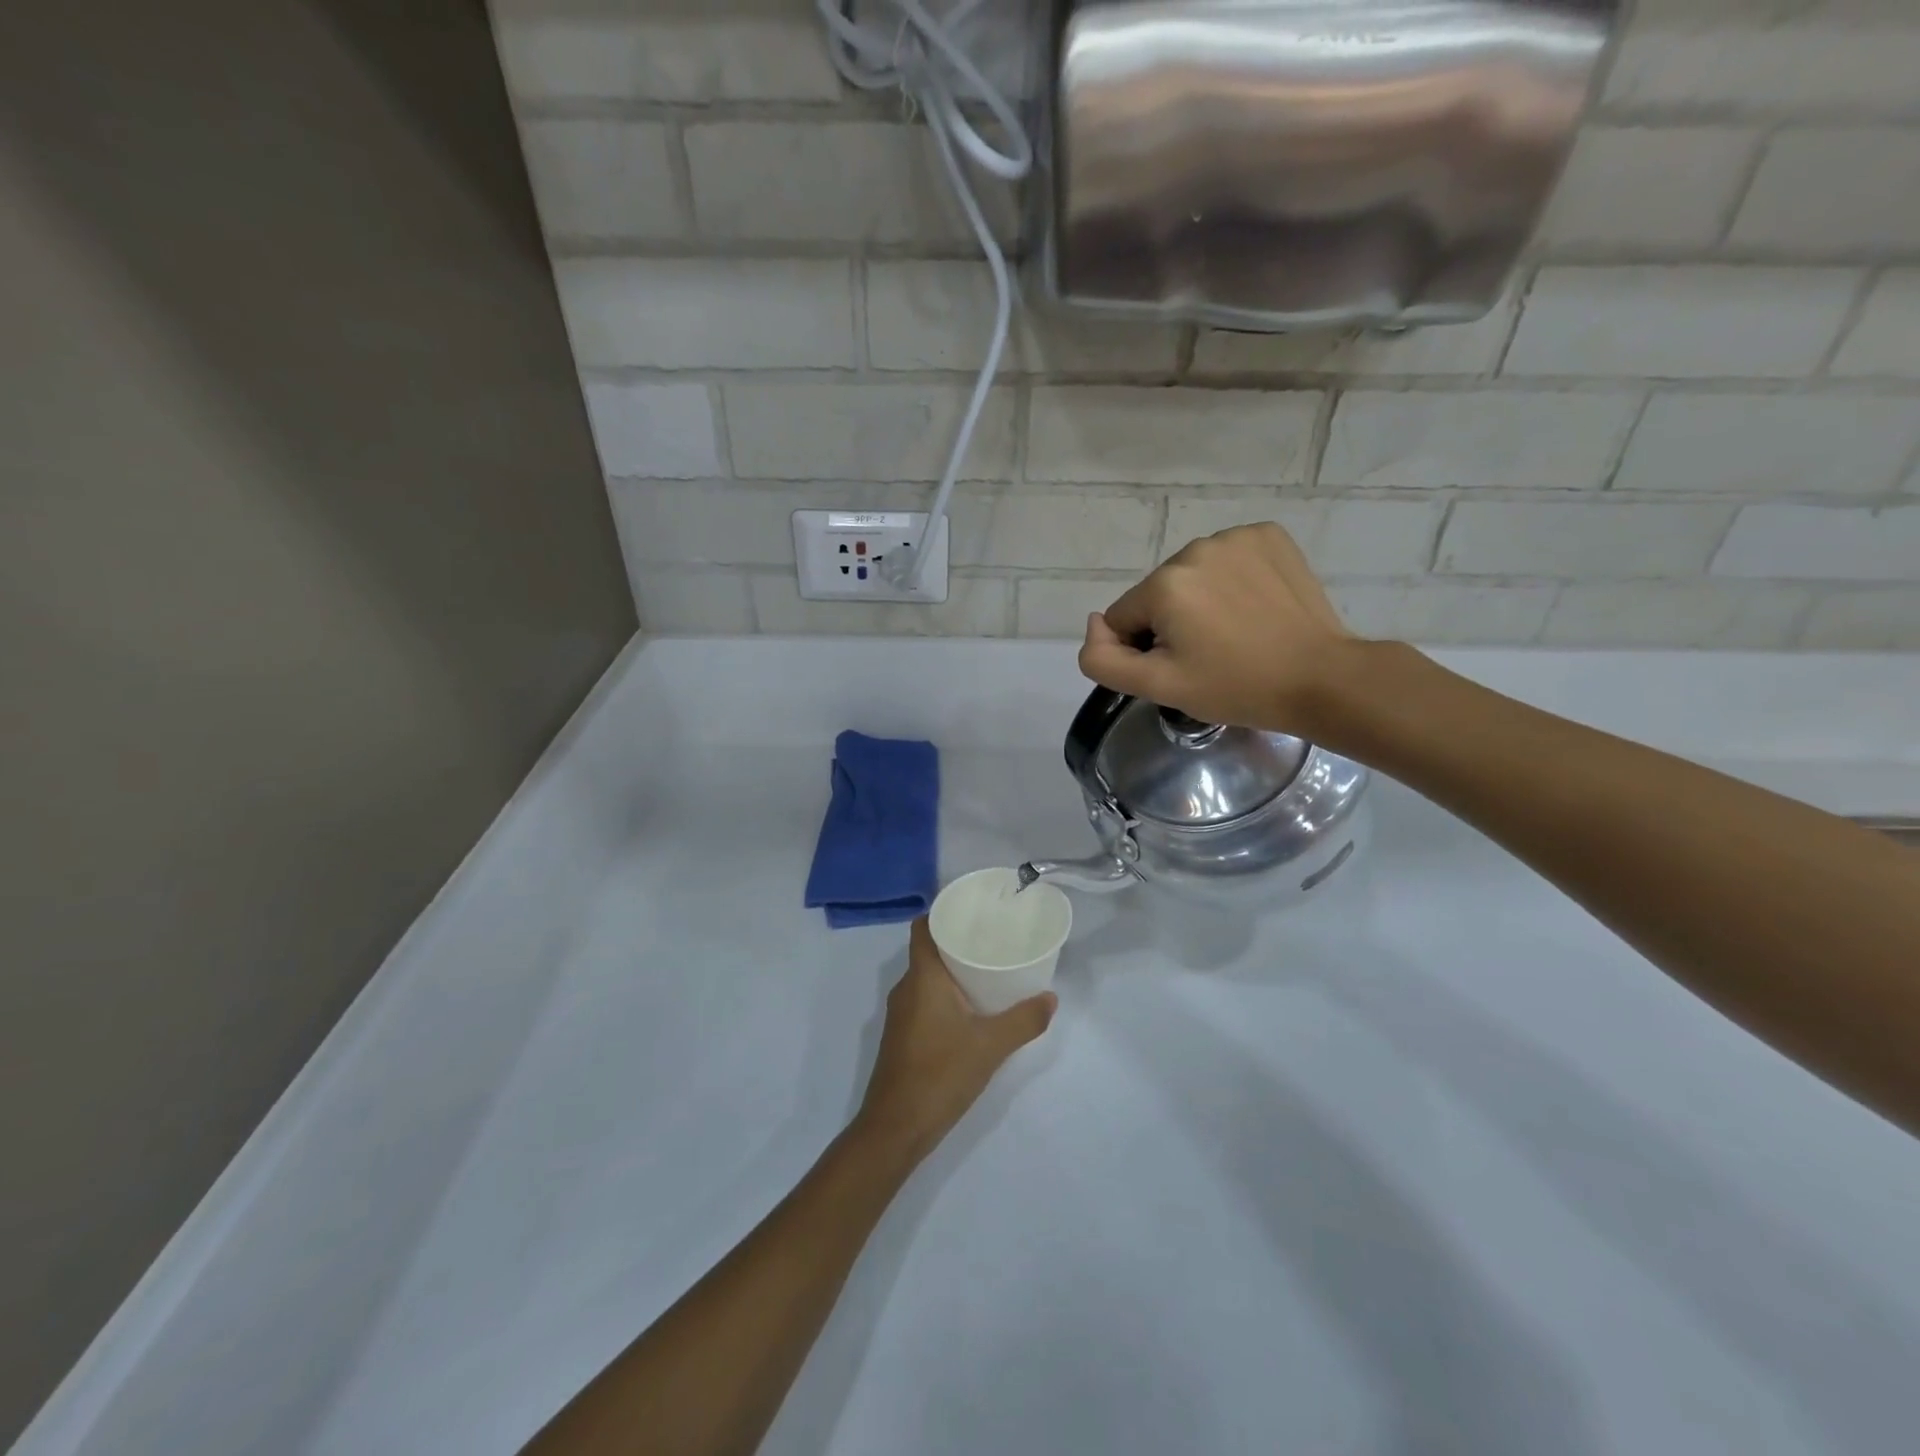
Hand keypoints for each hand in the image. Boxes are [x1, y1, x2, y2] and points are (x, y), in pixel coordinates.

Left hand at [854, 919, 1055, 1164]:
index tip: (972, 910)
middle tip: (992, 938)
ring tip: (987, 970)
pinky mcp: (902, 1035)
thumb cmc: (940, 1074)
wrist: (895, 1128)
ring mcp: (900, 1013)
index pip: (923, 927)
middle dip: (956, 942)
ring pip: (926, 977)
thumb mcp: (991, 1046)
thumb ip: (1024, 1020)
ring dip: (952, 971)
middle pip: (928, 950)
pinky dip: (944, 995)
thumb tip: (1051, 998)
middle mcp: (906, 988)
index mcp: (922, 977)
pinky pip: (923, 999)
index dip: (943, 912)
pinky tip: (970, 1009)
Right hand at [1078, 522, 1354, 734]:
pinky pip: (1227, 559)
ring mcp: (1236, 537)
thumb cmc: (1236, 687)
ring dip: (1201, 600)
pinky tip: (1254, 607)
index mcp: (1165, 584)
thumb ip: (1102, 660)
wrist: (1321, 678)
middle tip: (1210, 655)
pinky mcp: (1269, 536)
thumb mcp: (1158, 687)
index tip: (1181, 668)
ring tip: (1235, 632)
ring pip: (1192, 575)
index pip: (1123, 617)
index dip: (1143, 649)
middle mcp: (1195, 549)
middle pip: (1157, 593)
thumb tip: (1094, 623)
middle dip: (1172, 622)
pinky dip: (1232, 580)